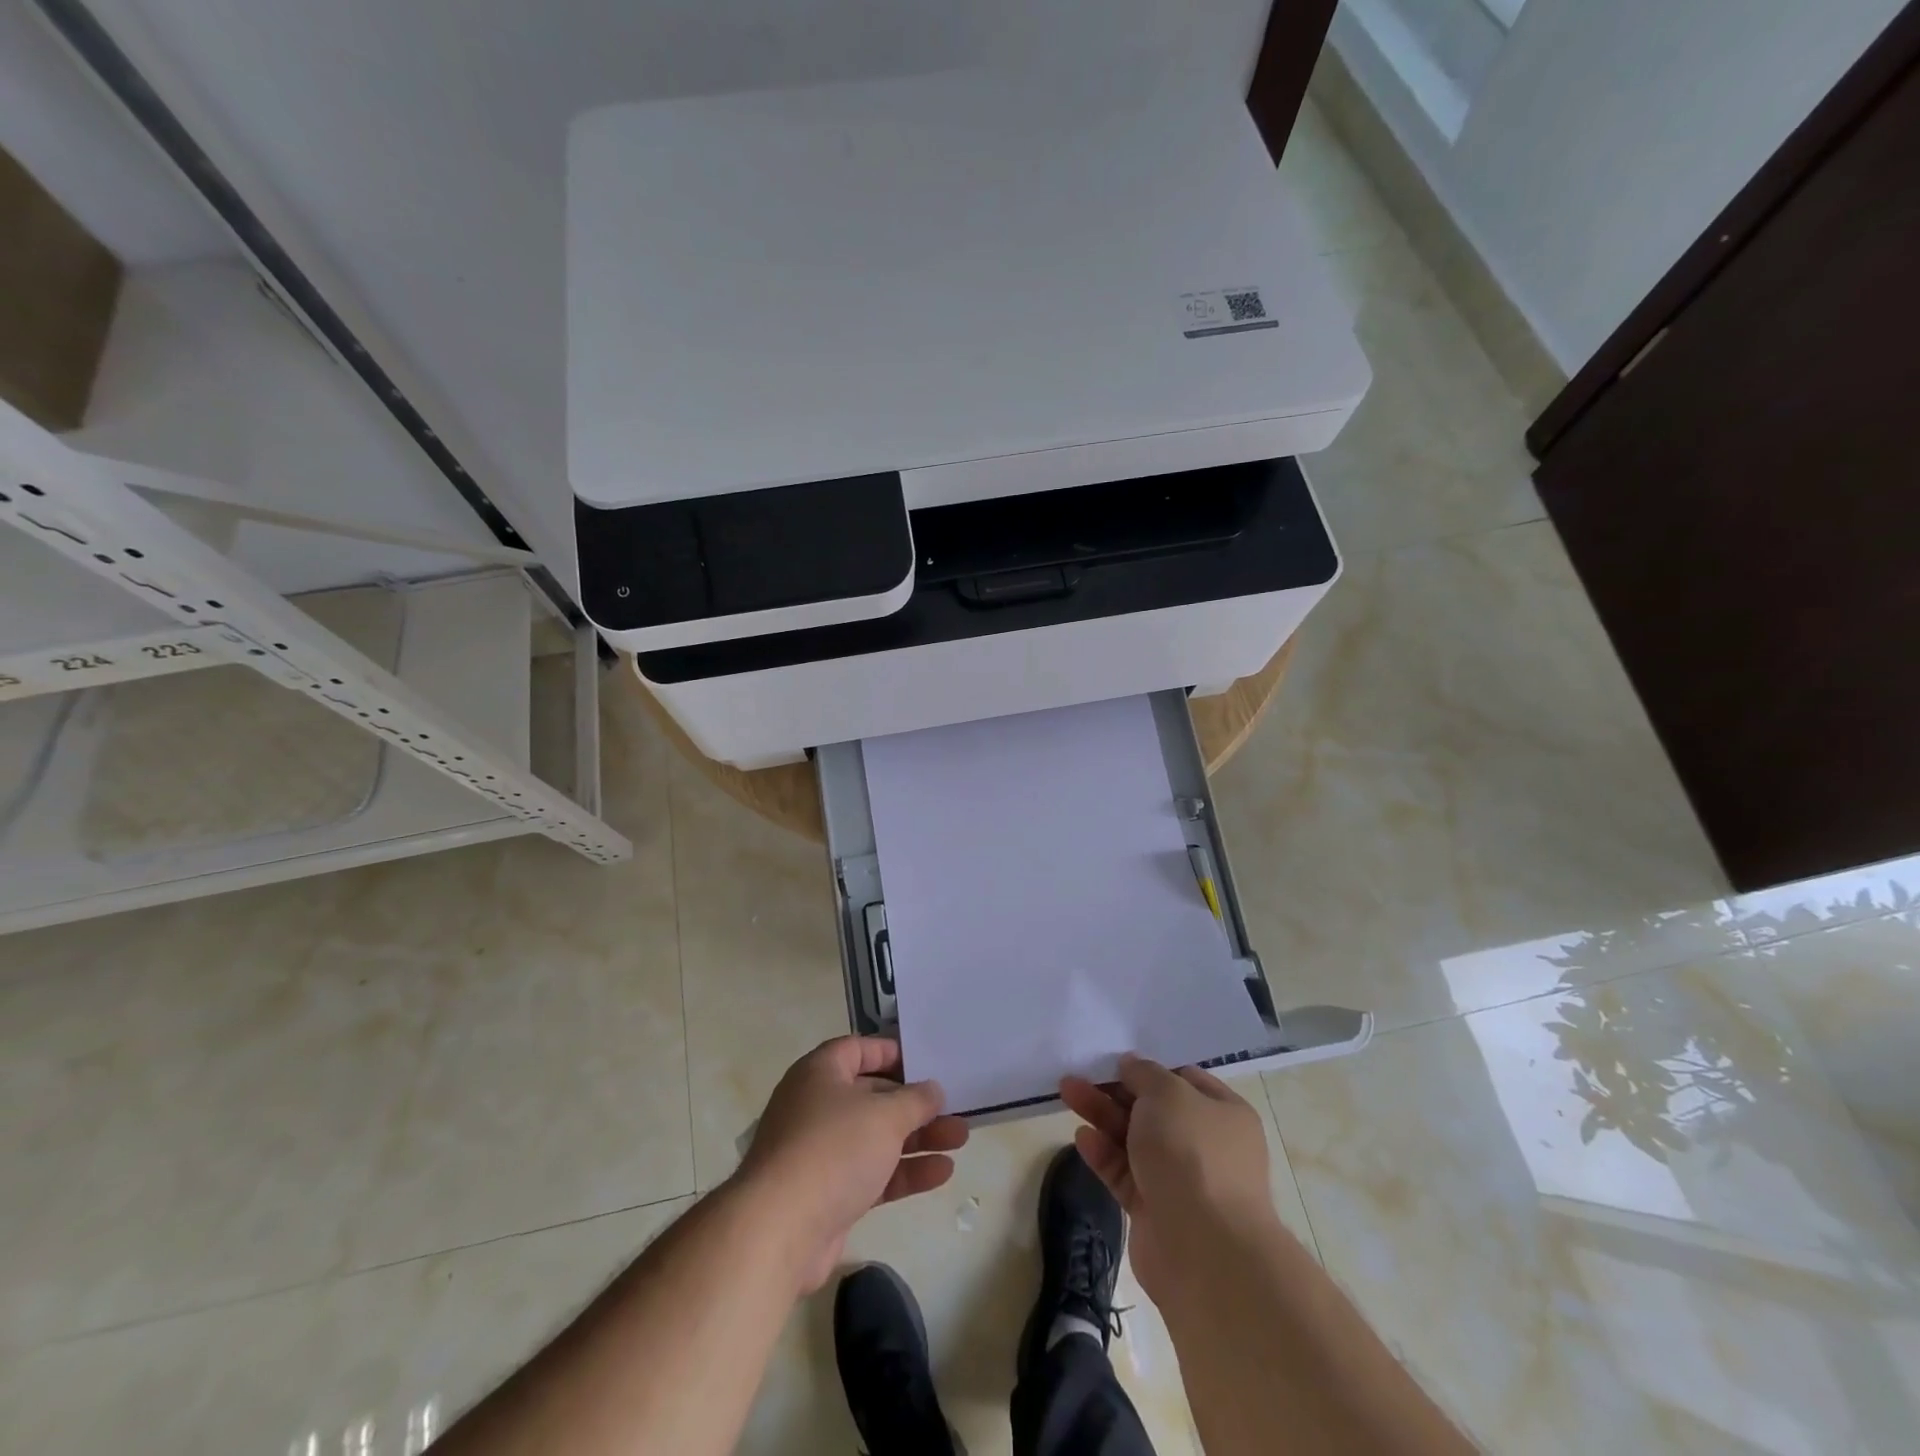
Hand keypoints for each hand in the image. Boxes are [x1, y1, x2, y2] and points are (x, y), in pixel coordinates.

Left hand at [735, 1036, 968, 1292]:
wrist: (779, 1231)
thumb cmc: (833, 1150)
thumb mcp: (884, 1115)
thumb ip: (915, 1100)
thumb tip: (932, 1089)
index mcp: (820, 1073)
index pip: (858, 1049)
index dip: (891, 1052)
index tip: (925, 1061)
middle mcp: (817, 1106)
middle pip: (873, 1096)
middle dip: (915, 1103)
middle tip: (954, 1106)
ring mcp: (821, 1152)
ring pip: (877, 1137)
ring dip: (918, 1139)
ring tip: (961, 1139)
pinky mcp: (828, 1194)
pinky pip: (873, 1173)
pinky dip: (904, 1172)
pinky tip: (942, 1172)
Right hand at [1060, 1055, 1275, 1300]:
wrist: (1204, 1251)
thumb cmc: (1192, 1154)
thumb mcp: (1168, 1093)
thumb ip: (1145, 1073)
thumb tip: (1131, 1065)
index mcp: (1222, 1113)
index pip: (1182, 1079)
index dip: (1148, 1068)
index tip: (1114, 1058)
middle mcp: (1205, 1144)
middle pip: (1152, 1109)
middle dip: (1115, 1090)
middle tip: (1079, 1073)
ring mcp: (1179, 1180)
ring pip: (1133, 1139)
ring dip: (1102, 1115)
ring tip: (1067, 1092)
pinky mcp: (1154, 1210)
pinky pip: (1124, 1173)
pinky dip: (1104, 1154)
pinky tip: (1082, 1139)